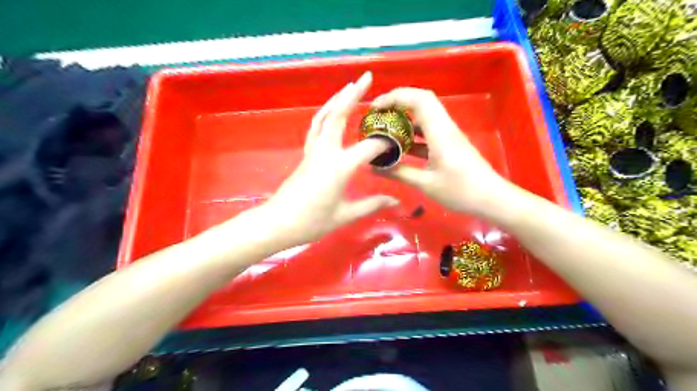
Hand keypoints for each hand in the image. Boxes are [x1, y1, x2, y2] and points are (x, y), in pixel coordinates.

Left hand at [263, 72, 403, 245]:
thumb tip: (395, 201)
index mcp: (339, 167)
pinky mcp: (306, 155)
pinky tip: (332, 112)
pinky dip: (325, 114)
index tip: (399, 143)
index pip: (369, 147)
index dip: (386, 144)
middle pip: (339, 116)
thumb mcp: (345, 215)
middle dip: (354, 95)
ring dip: (337, 99)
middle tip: (367, 77)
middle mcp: (325, 152)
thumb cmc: (312, 222)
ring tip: (350, 86)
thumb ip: (372, 205)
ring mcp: (313, 151)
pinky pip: (316, 127)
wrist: (278, 223)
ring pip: (324, 117)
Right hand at [369, 87, 510, 217]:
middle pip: (422, 101)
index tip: (376, 108)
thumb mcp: (426, 184)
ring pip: (425, 116)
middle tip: (378, 114)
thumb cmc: (460, 191)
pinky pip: (428, 131)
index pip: (419, 99)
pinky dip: (413, 133)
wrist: (491, 199)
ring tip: (385, 129)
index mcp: (440, 132)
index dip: (396, 97)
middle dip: (398, 102)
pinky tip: (400, 146)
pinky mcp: (449, 144)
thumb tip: (374, 168)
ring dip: (405, 118)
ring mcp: (448, 135)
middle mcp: (445, 127)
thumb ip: (399, 173)